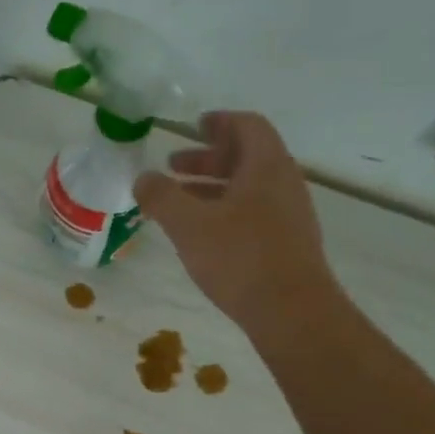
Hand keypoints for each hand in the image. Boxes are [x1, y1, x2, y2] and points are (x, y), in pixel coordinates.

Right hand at [133, 111, 342, 348]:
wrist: (292, 311)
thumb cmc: (239, 258)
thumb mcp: (189, 225)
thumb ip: (162, 197)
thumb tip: (142, 177)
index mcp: (265, 166)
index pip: (247, 125)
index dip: (219, 122)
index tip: (194, 126)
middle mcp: (284, 183)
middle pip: (247, 156)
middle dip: (209, 157)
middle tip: (174, 166)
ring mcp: (290, 214)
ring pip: (249, 187)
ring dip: (214, 186)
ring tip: (181, 202)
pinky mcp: (288, 243)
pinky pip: (254, 212)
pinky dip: (226, 210)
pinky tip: (204, 234)